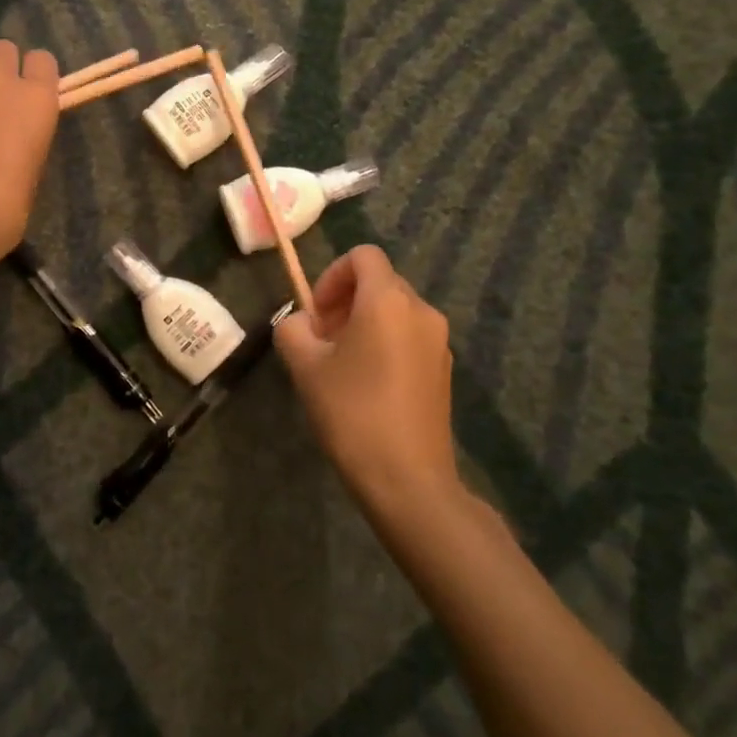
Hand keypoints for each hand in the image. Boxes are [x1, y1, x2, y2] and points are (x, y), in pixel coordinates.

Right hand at [275, 246, 460, 510]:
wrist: (408, 480)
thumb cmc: (352, 413)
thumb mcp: (305, 367)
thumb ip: (293, 330)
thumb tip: (300, 324)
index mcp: (388, 300)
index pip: (362, 256)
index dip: (332, 275)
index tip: (316, 313)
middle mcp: (421, 310)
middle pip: (379, 282)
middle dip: (345, 301)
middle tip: (321, 340)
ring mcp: (438, 341)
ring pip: (395, 311)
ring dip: (363, 323)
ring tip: (341, 365)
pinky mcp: (444, 369)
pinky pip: (409, 336)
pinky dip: (385, 343)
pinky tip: (367, 385)